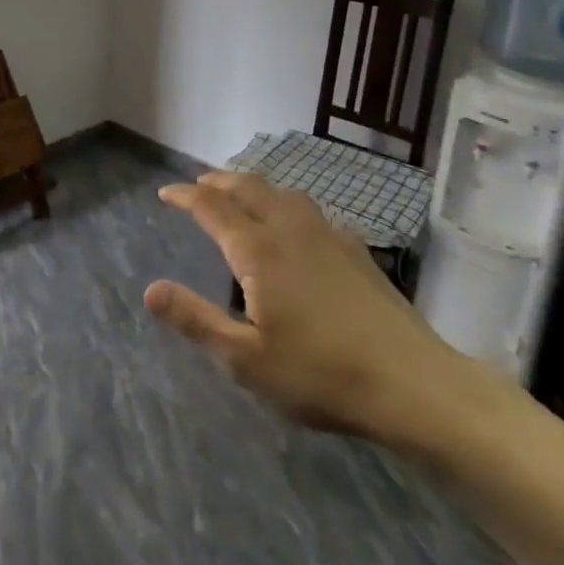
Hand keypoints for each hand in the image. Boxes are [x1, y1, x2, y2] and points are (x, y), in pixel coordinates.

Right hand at [145, 172, 475, 449]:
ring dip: (252, 186)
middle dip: (218, 181)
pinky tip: (292, 225)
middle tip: (197, 185)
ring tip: (239, 194)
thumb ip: (195, 320)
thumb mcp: (246, 359)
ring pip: (281, 193)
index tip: (165, 192)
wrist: (413, 383)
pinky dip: (283, 203)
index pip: (213, 207)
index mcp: (259, 249)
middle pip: (248, 188)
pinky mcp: (355, 249)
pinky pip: (307, 209)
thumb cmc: (321, 374)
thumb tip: (150, 290)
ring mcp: (328, 235)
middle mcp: (290, 229)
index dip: (185, 196)